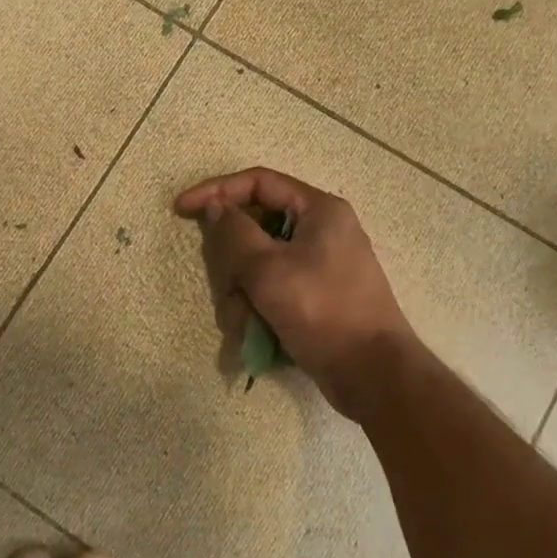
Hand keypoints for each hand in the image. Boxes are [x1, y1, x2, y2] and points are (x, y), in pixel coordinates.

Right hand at [175, 168, 418, 420]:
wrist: (374, 375)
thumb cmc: (323, 311)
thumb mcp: (269, 270)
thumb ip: (235, 233)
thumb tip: (216, 208)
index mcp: (319, 210)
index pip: (258, 182)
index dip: (216, 190)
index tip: (182, 208)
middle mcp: (321, 230)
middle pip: (255, 229)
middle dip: (233, 265)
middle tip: (229, 290)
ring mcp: (319, 266)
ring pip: (259, 265)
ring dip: (242, 295)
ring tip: (246, 325)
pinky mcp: (316, 297)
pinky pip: (273, 290)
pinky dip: (258, 309)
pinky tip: (256, 336)